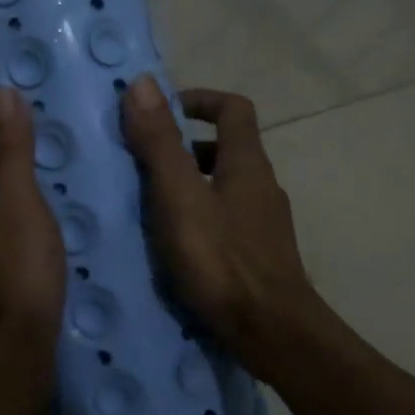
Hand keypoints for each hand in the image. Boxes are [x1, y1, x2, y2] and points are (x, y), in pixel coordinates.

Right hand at [120, 76, 318, 360]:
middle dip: (183, 147)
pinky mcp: (260, 256)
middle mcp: (261, 186)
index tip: (160, 113)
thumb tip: (142, 82)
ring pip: (224, 187)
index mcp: (247, 163)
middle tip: (142, 164)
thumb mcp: (179, 197)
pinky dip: (198, 218)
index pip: (232, 108)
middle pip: (226, 148)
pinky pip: (226, 220)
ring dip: (188, 185)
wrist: (273, 333)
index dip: (198, 100)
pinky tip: (174, 246)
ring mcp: (265, 223)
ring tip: (149, 207)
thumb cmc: (222, 260)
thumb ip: (160, 142)